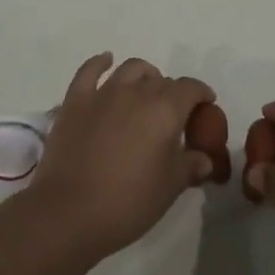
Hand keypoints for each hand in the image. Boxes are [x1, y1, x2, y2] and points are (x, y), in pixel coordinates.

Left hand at [26, 54, 215, 262]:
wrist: (69, 213)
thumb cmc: (128, 202)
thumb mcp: (170, 188)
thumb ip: (191, 166)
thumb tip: (205, 158)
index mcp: (165, 109)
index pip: (190, 89)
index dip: (201, 94)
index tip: (205, 105)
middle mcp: (136, 91)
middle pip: (161, 80)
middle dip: (172, 92)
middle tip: (173, 114)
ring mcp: (103, 93)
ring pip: (130, 69)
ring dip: (144, 75)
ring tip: (146, 89)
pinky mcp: (75, 101)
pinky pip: (89, 71)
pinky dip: (100, 62)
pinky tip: (106, 61)